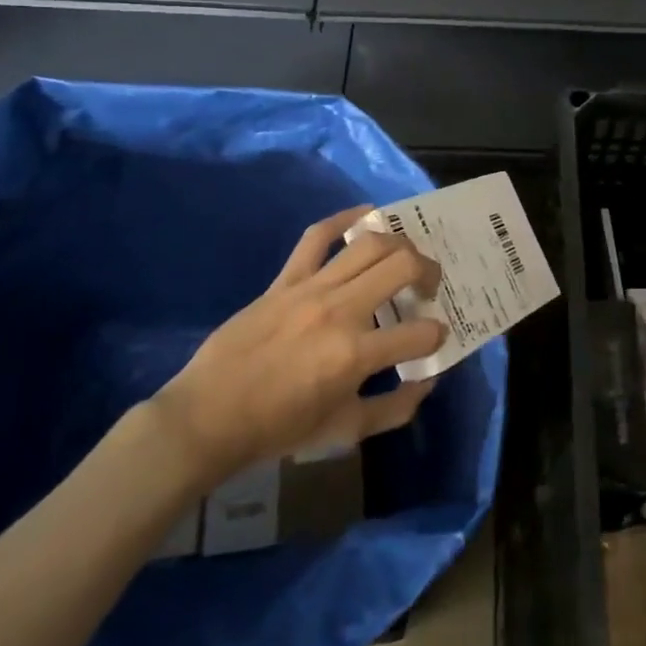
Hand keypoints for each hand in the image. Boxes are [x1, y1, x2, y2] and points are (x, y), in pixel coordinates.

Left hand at [154, 206, 446, 482]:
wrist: (209, 417)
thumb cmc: (278, 429)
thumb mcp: (344, 431)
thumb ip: (394, 408)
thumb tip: (427, 381)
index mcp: (356, 354)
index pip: (421, 332)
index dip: (437, 334)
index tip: (433, 337)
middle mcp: (340, 311)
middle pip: (403, 266)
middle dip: (429, 272)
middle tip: (429, 287)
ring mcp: (311, 289)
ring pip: (369, 244)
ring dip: (399, 244)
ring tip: (406, 256)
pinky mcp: (285, 280)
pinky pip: (317, 236)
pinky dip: (344, 218)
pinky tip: (367, 213)